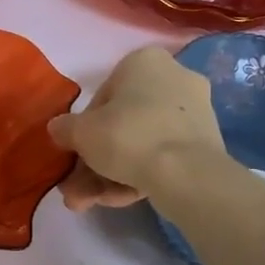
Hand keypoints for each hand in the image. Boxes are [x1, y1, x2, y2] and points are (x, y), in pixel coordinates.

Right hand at [48, 46, 226, 210]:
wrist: (186, 174)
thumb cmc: (127, 136)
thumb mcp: (80, 132)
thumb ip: (65, 128)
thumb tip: (58, 129)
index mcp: (144, 62)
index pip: (102, 97)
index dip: (83, 129)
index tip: (75, 153)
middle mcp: (174, 79)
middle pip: (123, 124)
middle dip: (97, 160)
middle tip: (78, 189)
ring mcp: (194, 113)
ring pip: (142, 144)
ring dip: (112, 174)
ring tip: (91, 203)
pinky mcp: (206, 144)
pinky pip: (163, 157)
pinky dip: (140, 176)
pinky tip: (120, 201)